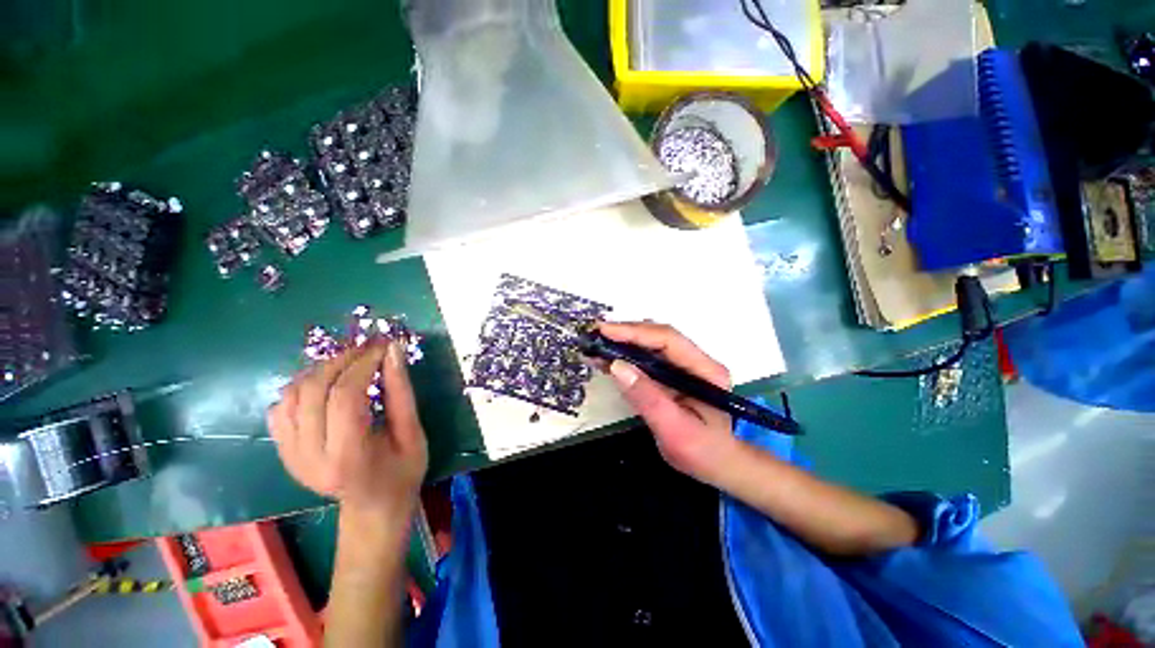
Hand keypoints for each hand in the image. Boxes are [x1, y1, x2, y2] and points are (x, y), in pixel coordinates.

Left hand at [267, 341, 427, 520]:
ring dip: (321, 370)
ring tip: (351, 362)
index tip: (383, 346)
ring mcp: (289, 455)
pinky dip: (302, 387)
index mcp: (347, 457)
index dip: (363, 364)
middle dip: (342, 360)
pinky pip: (281, 408)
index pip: (344, 397)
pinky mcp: (283, 451)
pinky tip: (327, 384)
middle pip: (313, 391)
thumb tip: (393, 351)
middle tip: (368, 348)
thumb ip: (401, 392)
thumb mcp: (412, 432)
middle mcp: (308, 457)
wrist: (373, 507)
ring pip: (291, 395)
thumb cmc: (403, 471)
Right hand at [599, 322, 738, 484]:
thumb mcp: (674, 430)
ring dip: (622, 343)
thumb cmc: (701, 452)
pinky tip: (606, 359)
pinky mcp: (671, 373)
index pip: (668, 340)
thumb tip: (617, 366)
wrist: (717, 464)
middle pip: (658, 336)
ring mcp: (684, 366)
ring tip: (595, 345)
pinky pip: (646, 358)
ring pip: (650, 344)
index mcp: (705, 371)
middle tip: (595, 335)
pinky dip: (624, 356)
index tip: (605, 332)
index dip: (635, 333)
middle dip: (625, 333)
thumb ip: (647, 398)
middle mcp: (696, 361)